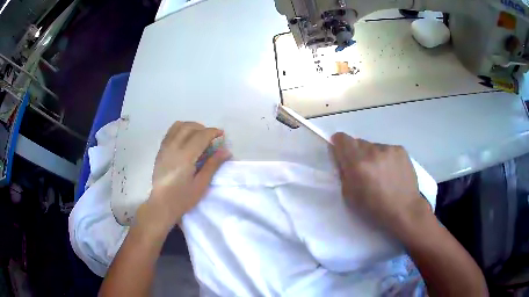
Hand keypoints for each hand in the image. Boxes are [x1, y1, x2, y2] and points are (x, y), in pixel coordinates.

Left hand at [137, 121, 230, 232]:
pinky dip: (180, 130)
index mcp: (185, 157)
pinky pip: (170, 132)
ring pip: (178, 126)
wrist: (162, 204)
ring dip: (191, 127)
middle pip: (189, 127)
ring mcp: (165, 148)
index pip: (201, 136)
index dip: (213, 132)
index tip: (221, 134)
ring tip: (198, 136)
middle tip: (211, 138)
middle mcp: (173, 147)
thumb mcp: (201, 184)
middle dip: (203, 128)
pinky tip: (186, 139)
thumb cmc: (183, 198)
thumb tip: (226, 150)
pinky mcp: (160, 150)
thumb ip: (213, 165)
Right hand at [330, 132, 430, 233]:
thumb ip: (344, 174)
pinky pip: (387, 149)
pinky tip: (392, 171)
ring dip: (372, 155)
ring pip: (373, 146)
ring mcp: (388, 148)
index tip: (341, 151)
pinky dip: (385, 157)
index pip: (342, 139)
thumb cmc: (375, 208)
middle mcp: (372, 151)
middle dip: (356, 153)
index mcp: (357, 164)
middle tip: (363, 168)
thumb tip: (343, 159)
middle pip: (358, 142)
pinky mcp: (400, 149)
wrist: (405, 209)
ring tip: (380, 172)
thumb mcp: (350, 196)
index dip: (339, 143)